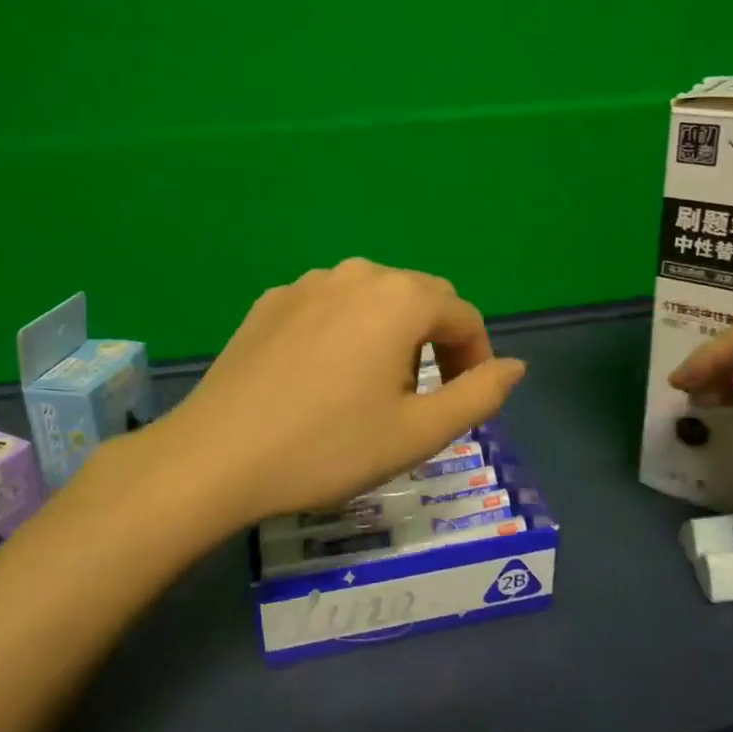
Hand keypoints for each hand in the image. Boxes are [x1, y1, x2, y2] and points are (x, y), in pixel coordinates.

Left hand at [157, 258, 527, 525]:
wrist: (217, 457)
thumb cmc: (329, 447)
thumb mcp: (418, 433)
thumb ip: (479, 395)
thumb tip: (515, 366)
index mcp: (400, 299)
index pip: (464, 316)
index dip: (477, 358)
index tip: (465, 401)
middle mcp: (357, 274)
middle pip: (421, 299)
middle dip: (436, 343)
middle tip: (423, 399)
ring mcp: (307, 283)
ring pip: (373, 299)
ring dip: (392, 334)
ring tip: (374, 388)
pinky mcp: (271, 302)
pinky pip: (330, 306)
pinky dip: (347, 332)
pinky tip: (324, 376)